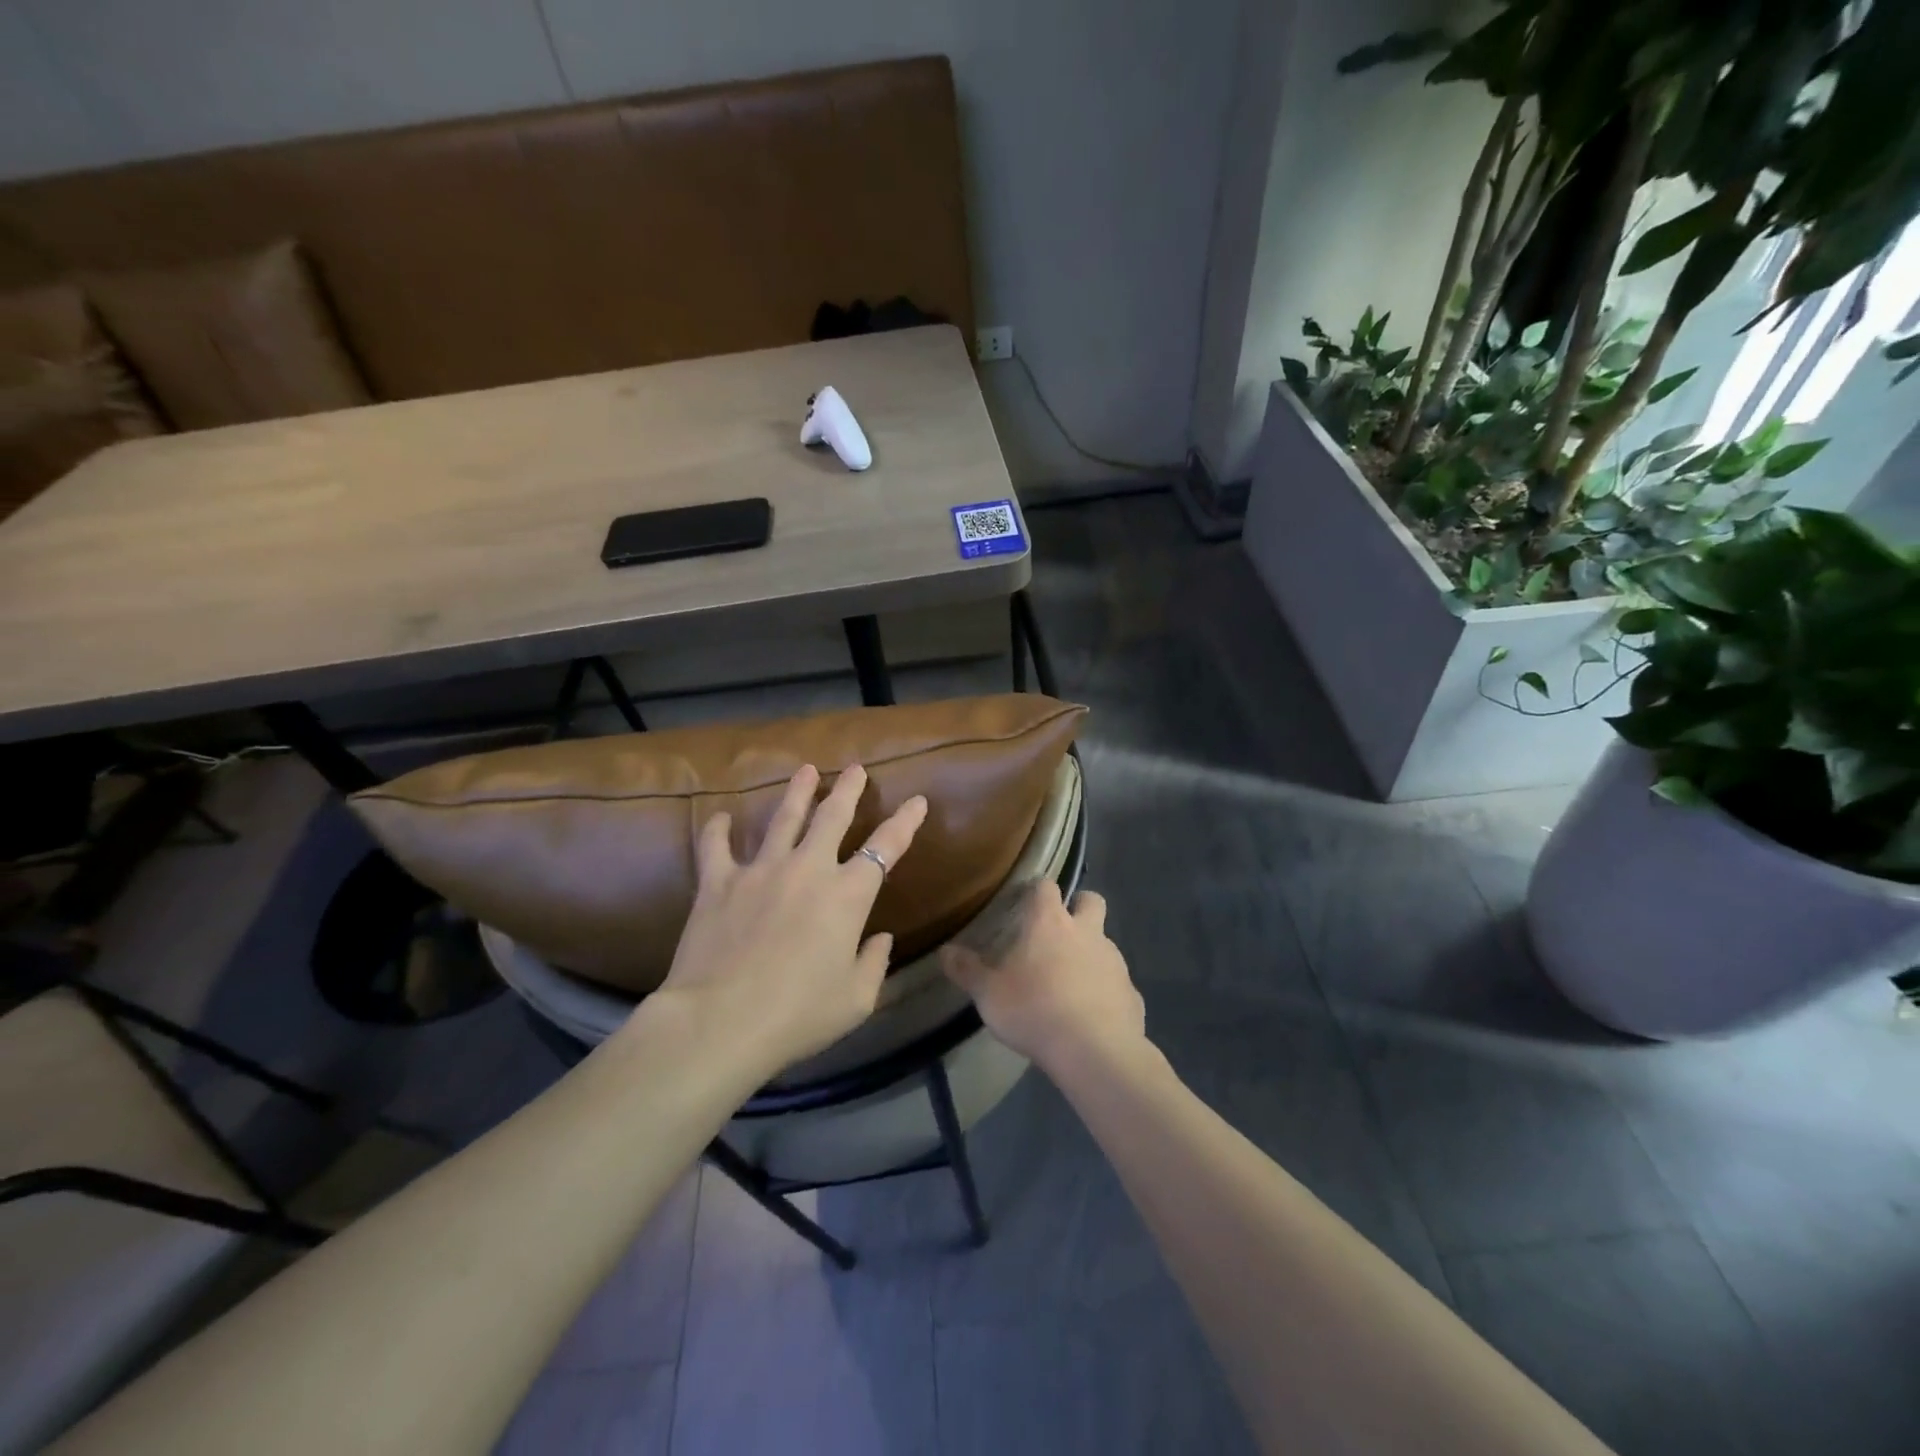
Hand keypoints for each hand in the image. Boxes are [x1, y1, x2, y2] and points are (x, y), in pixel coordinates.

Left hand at [655, 763, 926, 1075]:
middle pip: (832, 816)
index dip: (905, 822)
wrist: (720, 1021)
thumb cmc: (798, 1015)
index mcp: (847, 895)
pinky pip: (717, 846)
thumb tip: (881, 939)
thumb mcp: (855, 1000)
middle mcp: (808, 869)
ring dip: (797, 792)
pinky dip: (720, 830)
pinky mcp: (719, 882)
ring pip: (783, 818)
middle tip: (854, 768)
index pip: (886, 847)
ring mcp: (761, 870)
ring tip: (805, 769)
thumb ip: (874, 964)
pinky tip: (721, 817)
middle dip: (848, 789)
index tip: (917, 800)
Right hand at [942, 883, 1145, 1074]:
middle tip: (1059, 930)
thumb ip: (967, 971)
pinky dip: (1105, 991)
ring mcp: (1114, 961)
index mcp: (1050, 922)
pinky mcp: (1132, 992)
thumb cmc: (1034, 1010)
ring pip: (1105, 942)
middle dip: (1079, 907)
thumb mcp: (988, 994)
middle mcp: (1086, 932)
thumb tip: (945, 952)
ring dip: (1091, 952)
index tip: (1026, 901)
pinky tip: (1090, 1015)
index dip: (1037, 890)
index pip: (1046, 886)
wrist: (1095, 1051)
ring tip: (1070, 982)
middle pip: (1091, 900)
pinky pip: (1117, 983)